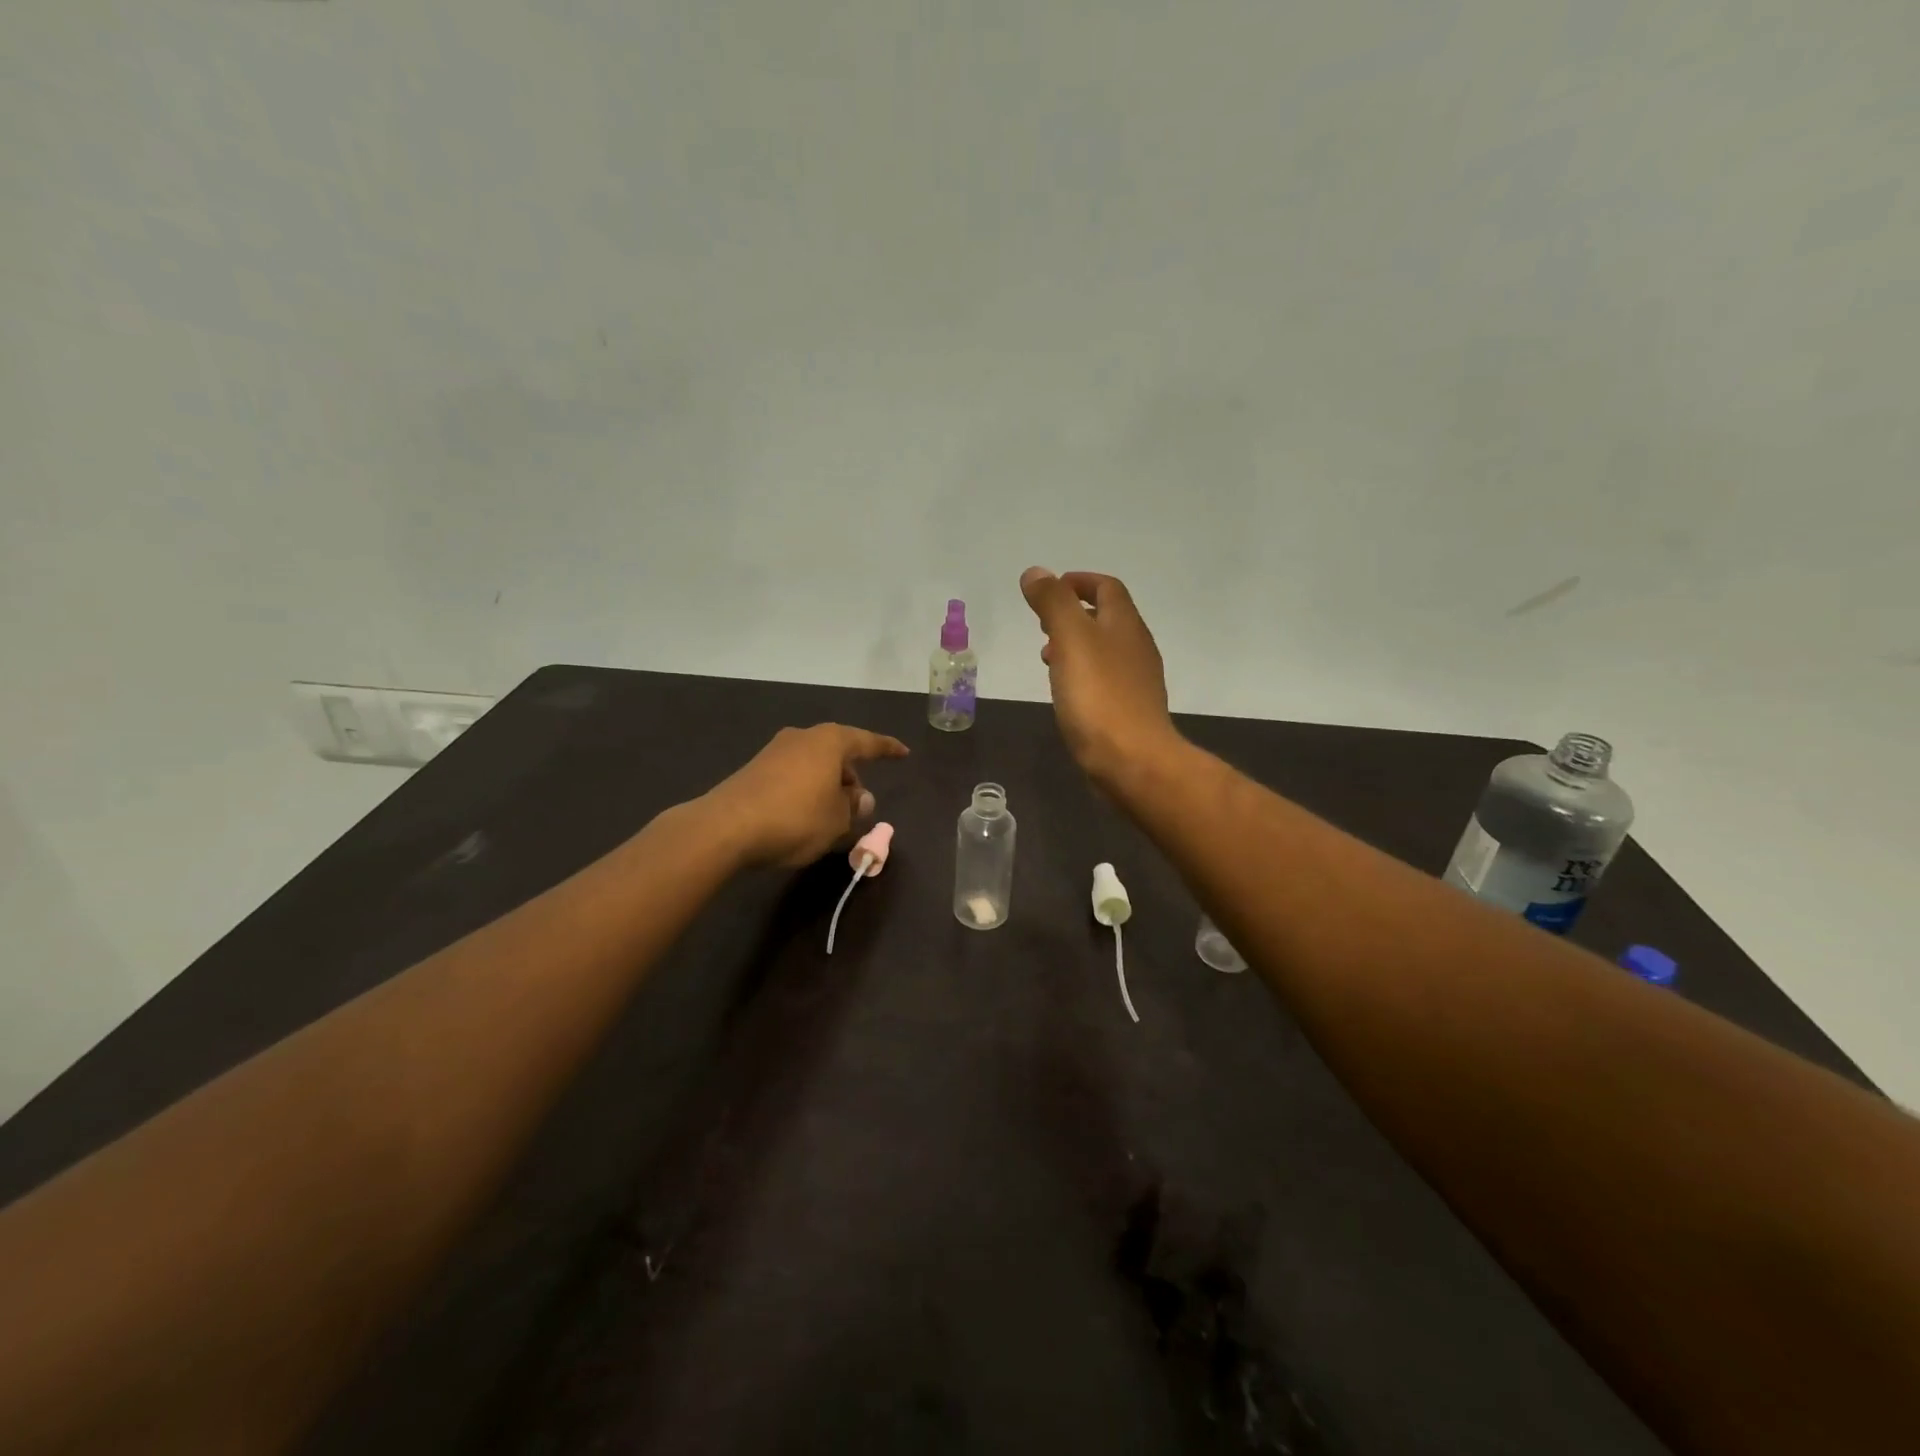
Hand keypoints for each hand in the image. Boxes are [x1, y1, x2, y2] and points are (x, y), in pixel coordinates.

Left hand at [702, 724, 908, 867]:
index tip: (904, 753)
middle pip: (837, 753)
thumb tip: (861, 797)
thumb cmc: (795, 818)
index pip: (867, 742)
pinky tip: (804, 816)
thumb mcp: (837, 819)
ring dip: (827, 785)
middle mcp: (802, 737)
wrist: (726, 827)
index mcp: (829, 741)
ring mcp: (774, 752)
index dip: (887, 749)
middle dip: (852, 776)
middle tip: (859, 803)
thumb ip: (854, 807)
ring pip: (814, 765)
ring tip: (832, 815)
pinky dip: (805, 791)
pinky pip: (793, 776)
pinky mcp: (754, 771)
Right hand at [1020, 567, 1179, 785]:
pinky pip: (1103, 680)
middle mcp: (1136, 648)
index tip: (1049, 590)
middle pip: (1107, 618)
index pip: (1107, 587)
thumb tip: (1036, 572)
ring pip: (1104, 650)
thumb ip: (1053, 603)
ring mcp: (1135, 682)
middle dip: (1074, 614)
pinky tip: (1065, 692)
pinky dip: (1081, 674)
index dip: (1078, 581)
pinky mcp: (1128, 711)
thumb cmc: (1099, 696)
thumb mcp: (1071, 639)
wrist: (1132, 761)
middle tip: (1042, 623)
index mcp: (1125, 624)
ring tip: (1047, 656)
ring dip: (1075, 645)